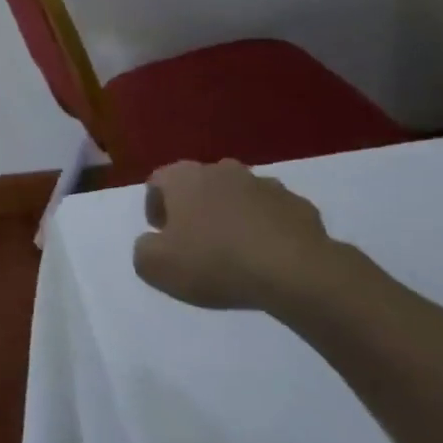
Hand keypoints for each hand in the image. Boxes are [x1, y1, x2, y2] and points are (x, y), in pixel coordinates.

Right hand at [132, 160, 348, 312]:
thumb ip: (142, 249)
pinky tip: (267, 257)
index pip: (157, 182)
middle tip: (195, 243)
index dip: (155, 208)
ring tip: (234, 251)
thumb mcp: (155, 266)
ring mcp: (264, 184)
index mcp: (183, 178)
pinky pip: (272, 214)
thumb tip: (152, 243)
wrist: (295, 272)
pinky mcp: (299, 205)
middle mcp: (221, 170)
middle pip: (199, 185)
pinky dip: (265, 228)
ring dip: (231, 216)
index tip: (162, 236)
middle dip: (194, 209)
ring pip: (237, 197)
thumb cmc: (214, 262)